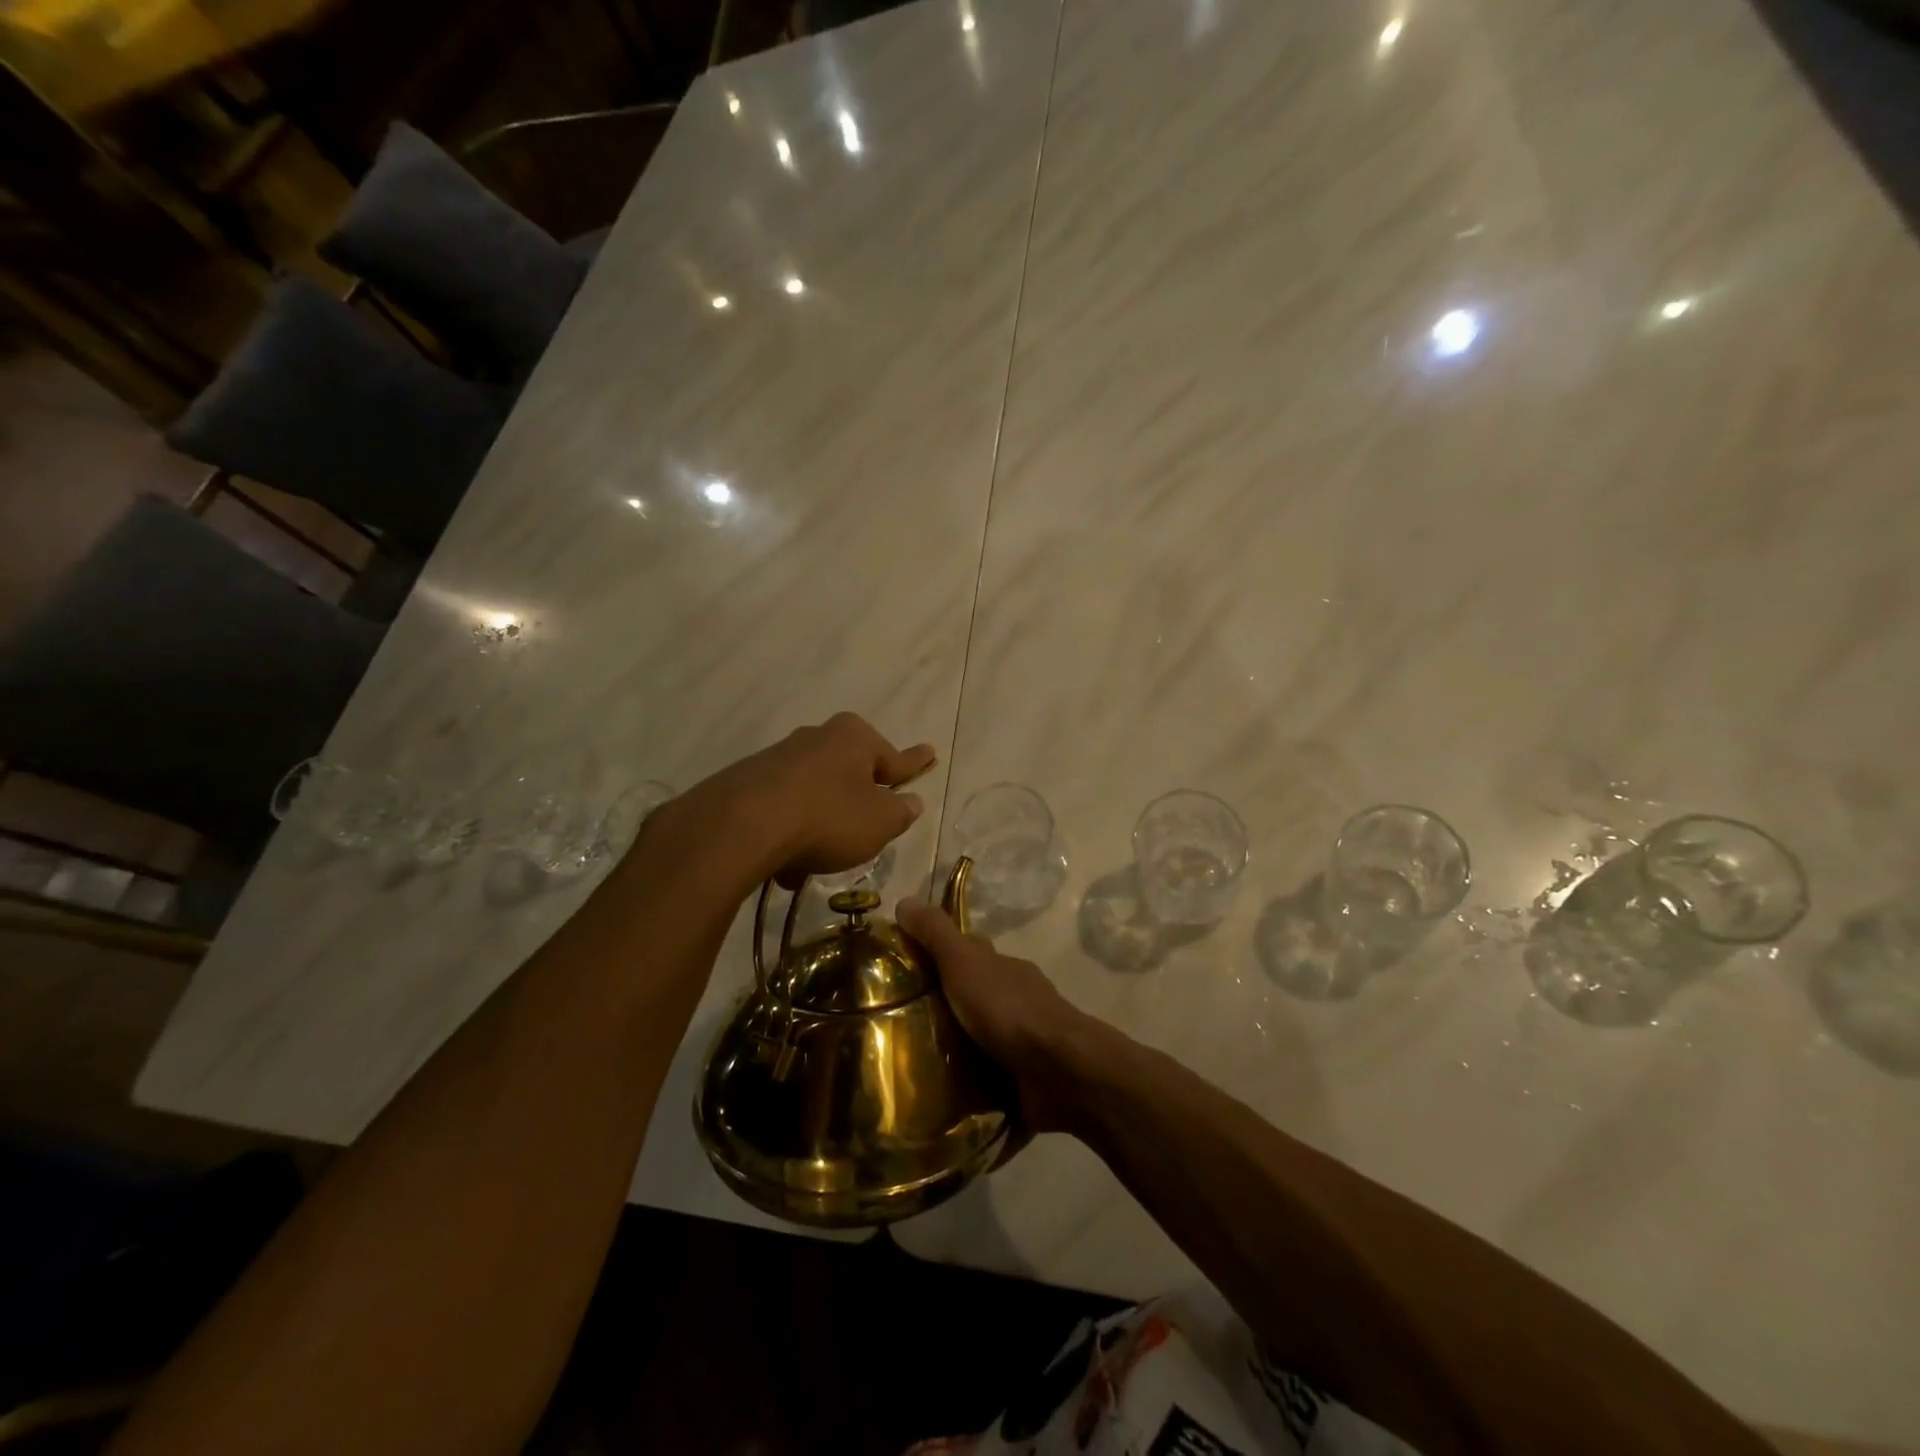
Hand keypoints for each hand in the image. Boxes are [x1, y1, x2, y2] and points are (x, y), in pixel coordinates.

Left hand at [678, 712, 935, 885]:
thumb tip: (911, 802)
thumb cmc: (829, 818)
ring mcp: (777, 758)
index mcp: (854, 738)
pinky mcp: (746, 782)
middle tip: (868, 823)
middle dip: (858, 799)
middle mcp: (816, 738)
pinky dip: (790, 833)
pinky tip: (786, 865)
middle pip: (848, 772)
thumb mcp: (880, 823)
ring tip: (816, 862)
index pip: (894, 757)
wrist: (743, 826)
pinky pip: (782, 810)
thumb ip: (900, 813)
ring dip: (820, 824)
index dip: (914, 764)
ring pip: (813, 794)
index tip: (930, 754)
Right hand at [896, 898, 1085, 1134]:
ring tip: (906, 1081)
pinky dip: (972, 1100)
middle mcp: (1014, 1003)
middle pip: (972, 1002)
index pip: (968, 955)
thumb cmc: (1008, 1010)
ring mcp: (1023, 1046)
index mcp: (1002, 971)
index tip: (901, 973)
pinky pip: (991, 1090)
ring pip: (982, 1046)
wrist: (1060, 1070)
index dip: (938, 957)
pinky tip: (940, 1116)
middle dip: (941, 1015)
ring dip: (955, 1060)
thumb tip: (904, 899)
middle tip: (892, 1035)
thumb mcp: (964, 962)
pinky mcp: (1024, 1086)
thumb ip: (936, 934)